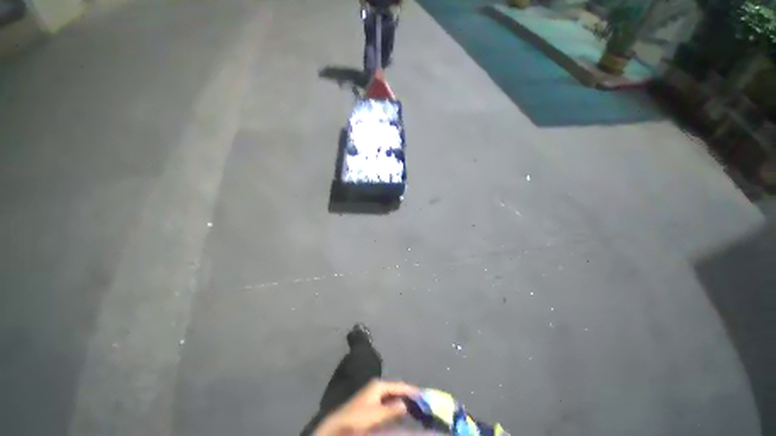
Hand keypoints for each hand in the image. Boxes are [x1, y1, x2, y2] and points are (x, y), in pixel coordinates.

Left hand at [314, 380, 419, 435]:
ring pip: (392, 396)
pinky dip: (394, 406)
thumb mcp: (377, 414)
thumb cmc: (359, 416)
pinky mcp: (371, 403)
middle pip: (396, 390)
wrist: (339, 424)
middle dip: (407, 395)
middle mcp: (377, 387)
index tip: (423, 394)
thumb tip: (405, 405)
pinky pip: (387, 402)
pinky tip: (399, 413)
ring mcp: (373, 394)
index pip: (399, 386)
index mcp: (379, 385)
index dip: (411, 390)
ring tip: (413, 408)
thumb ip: (392, 409)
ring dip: (401, 402)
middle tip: (420, 403)